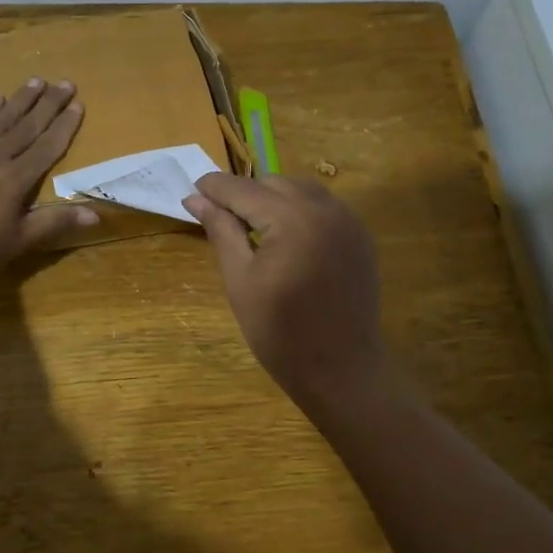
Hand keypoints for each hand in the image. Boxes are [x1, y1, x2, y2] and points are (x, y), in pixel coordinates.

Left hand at [0, 79, 96, 276]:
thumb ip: (53, 222)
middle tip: (66, 81)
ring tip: (37, 80)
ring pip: (3, 118)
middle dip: (49, 103)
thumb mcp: (16, 240)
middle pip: (29, 124)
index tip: (78, 104)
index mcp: (17, 178)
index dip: (65, 125)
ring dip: (22, 98)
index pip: (48, 146)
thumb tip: (96, 215)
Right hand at [184, 173, 387, 406]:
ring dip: (272, 198)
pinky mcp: (360, 236)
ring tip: (252, 227)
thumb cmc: (281, 332)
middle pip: (272, 182)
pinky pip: (323, 206)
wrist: (341, 370)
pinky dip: (299, 210)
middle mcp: (324, 208)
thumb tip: (195, 198)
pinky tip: (286, 237)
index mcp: (291, 218)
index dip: (214, 188)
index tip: (192, 192)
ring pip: (300, 189)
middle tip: (220, 219)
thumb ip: (221, 231)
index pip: (242, 188)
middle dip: (244, 194)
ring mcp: (347, 220)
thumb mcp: (240, 280)